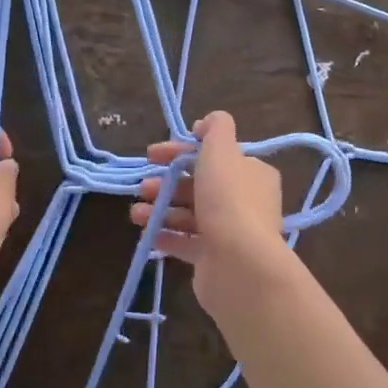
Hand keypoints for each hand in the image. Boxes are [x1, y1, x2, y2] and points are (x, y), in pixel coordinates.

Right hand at [130, 113, 289, 299]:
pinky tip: (146, 233)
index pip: (214, 155)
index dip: (181, 151)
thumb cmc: (228, 199)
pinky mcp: (214, 259)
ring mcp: (230, 232)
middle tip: (142, 186)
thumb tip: (207, 123)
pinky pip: (186, 243)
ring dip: (160, 209)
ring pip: (190, 214)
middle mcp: (245, 201)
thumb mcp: (222, 150)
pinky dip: (165, 236)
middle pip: (199, 185)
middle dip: (167, 183)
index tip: (152, 154)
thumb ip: (216, 128)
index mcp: (251, 173)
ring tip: (136, 213)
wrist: (239, 264)